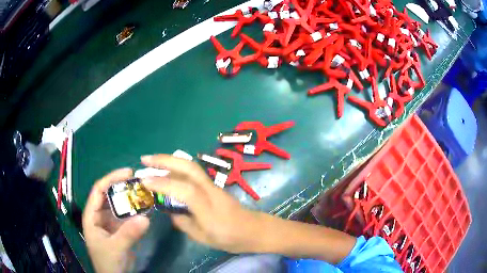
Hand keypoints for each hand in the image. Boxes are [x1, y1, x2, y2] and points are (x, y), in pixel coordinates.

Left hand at [82, 168, 149, 272]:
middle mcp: (100, 215)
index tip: (128, 172)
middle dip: (123, 187)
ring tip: (146, 192)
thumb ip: (128, 233)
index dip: (111, 178)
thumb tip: (146, 217)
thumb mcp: (116, 248)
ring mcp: (111, 222)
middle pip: (110, 195)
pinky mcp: (121, 229)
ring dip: (131, 199)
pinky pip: (128, 217)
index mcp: (92, 215)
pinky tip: (147, 208)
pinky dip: (137, 212)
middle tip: (141, 181)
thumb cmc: (108, 262)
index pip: (98, 190)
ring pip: (120, 205)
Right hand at [141, 154, 262, 252]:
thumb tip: (169, 210)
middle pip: (189, 167)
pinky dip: (177, 167)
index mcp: (208, 209)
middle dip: (165, 160)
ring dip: (170, 160)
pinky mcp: (213, 185)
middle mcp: (211, 191)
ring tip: (152, 161)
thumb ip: (183, 223)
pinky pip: (193, 172)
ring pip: (191, 166)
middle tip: (144, 160)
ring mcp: (213, 185)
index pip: (184, 190)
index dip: (163, 183)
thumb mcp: (203, 238)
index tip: (144, 181)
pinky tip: (167, 170)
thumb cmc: (230, 238)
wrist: (253, 230)